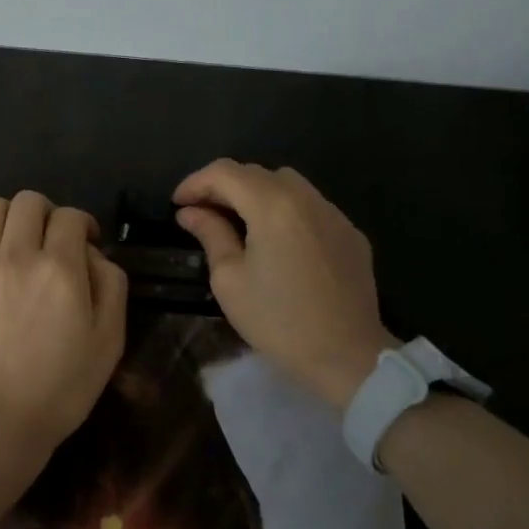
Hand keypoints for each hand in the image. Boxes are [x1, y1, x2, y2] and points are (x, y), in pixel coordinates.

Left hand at [0, 192, 128, 493]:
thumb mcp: (109, 341)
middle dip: (47, 214)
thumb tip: (92, 253)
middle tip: (50, 241)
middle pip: (30, 202)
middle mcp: (16, 256)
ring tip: (13, 237)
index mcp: (60, 269)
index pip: (71, 217)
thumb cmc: (60, 389)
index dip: (83, 225)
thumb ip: (111, 285)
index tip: (84, 245)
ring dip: (7, 213)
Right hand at [172, 159, 393, 408]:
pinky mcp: (351, 234)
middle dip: (224, 186)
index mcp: (272, 205)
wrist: (347, 356)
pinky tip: (278, 241)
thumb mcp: (230, 280)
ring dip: (257, 194)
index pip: (225, 172)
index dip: (195, 182)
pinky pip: (311, 208)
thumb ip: (211, 235)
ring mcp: (334, 214)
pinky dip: (286, 211)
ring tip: (238, 222)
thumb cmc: (278, 320)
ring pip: (288, 184)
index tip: (178, 204)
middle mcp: (306, 198)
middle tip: (202, 213)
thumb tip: (191, 213)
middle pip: (257, 173)